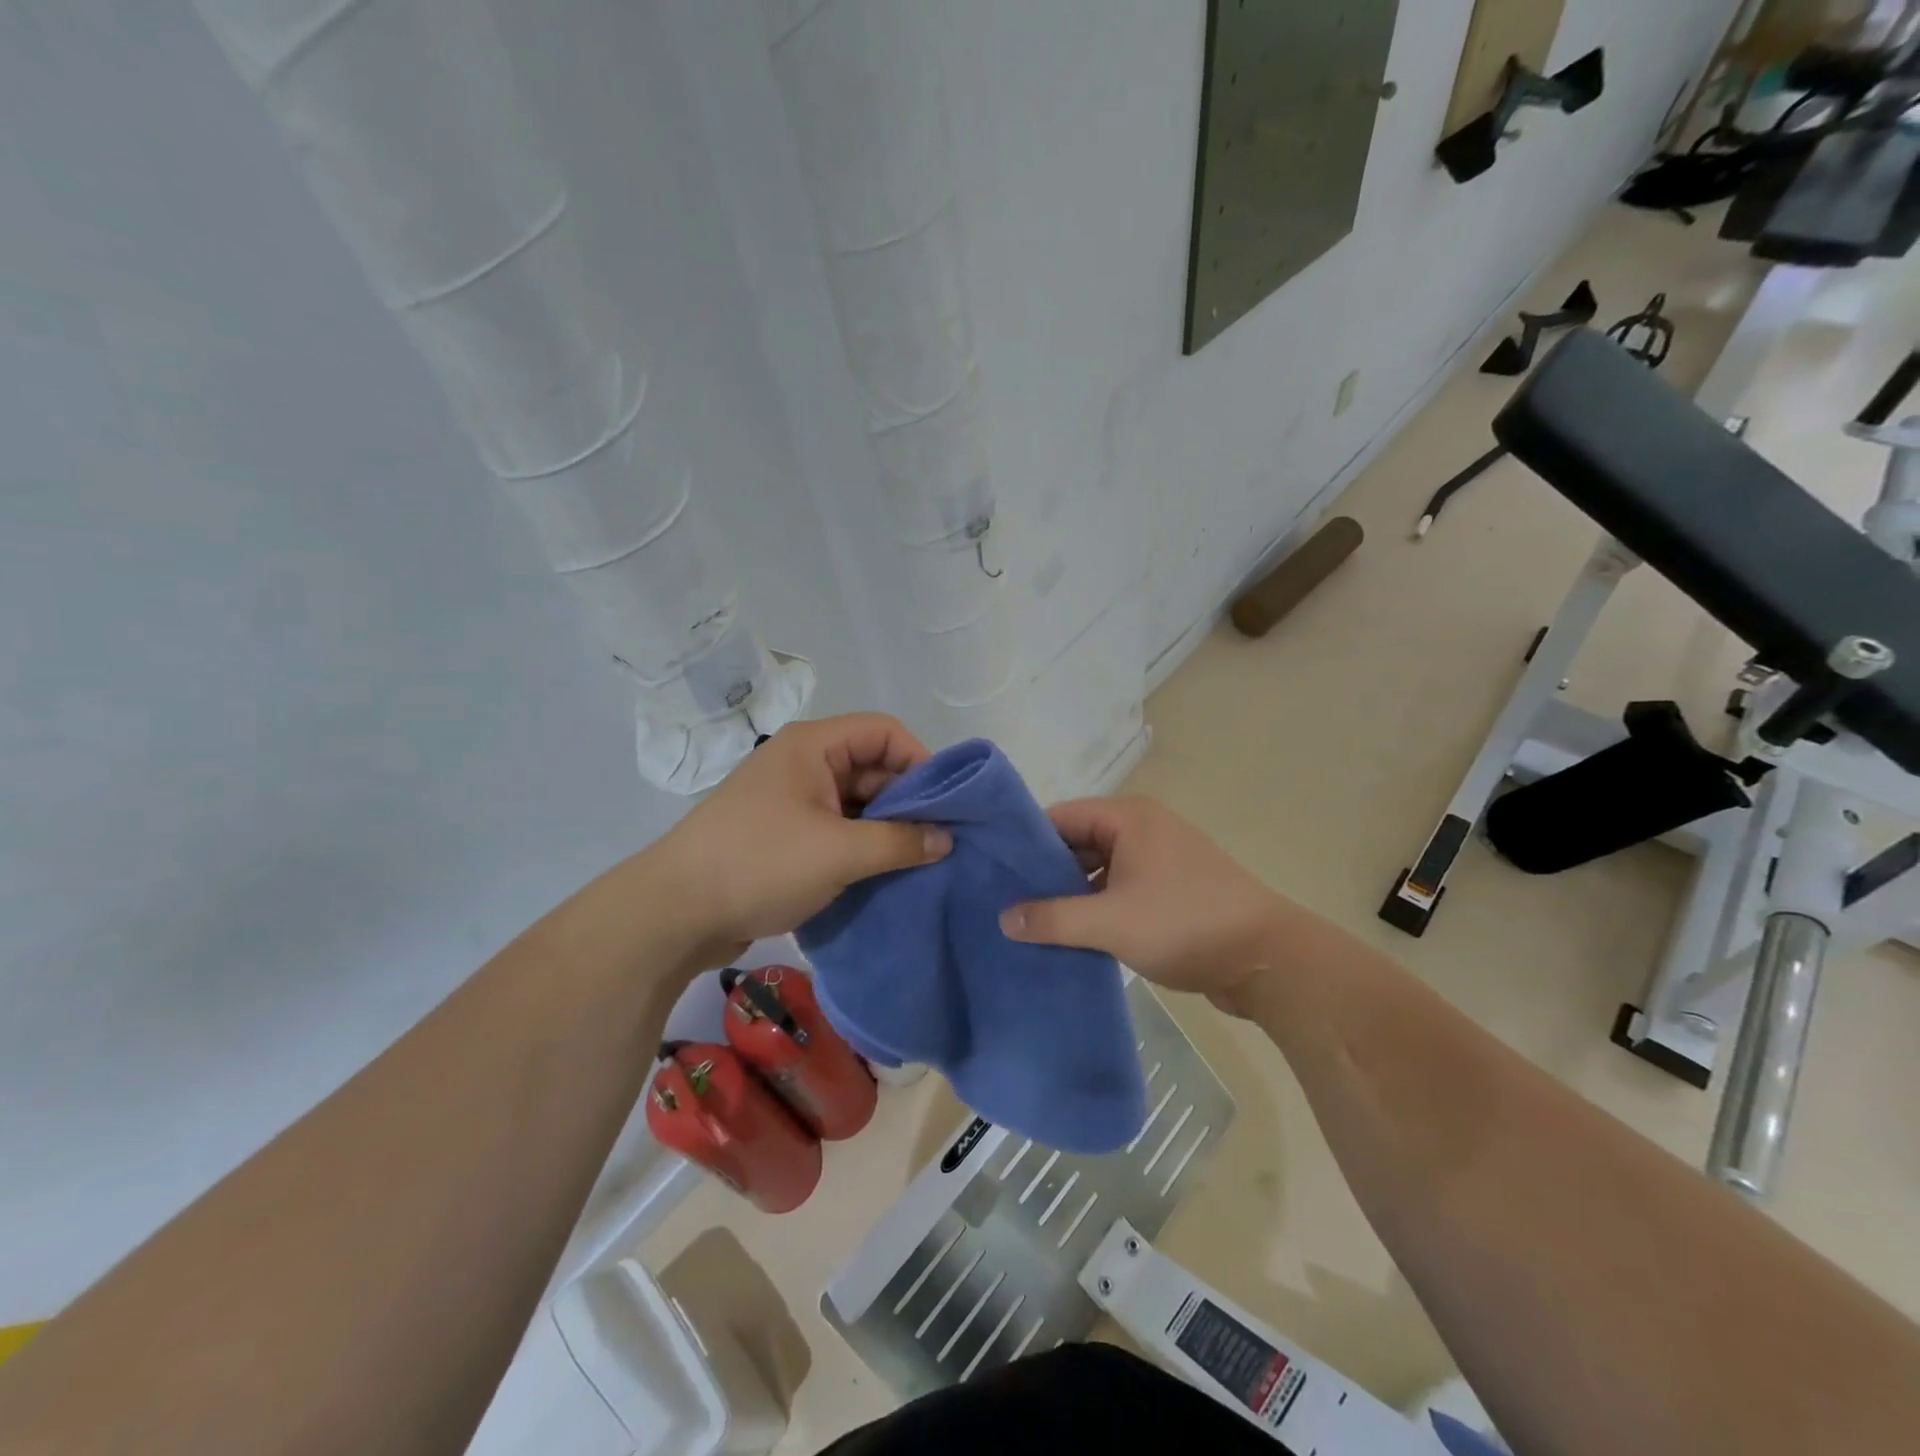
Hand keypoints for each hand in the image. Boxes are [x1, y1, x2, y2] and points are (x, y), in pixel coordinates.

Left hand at [650, 713, 951, 966]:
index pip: (884, 731)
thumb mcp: (838, 852)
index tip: (946, 804)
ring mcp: (792, 801)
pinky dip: (861, 846)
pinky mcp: (784, 835)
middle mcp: (803, 764)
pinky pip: (836, 829)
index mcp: (813, 746)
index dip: (920, 761)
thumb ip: (899, 841)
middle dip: (908, 800)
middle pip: (872, 766)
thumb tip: (946, 839)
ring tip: (920, 862)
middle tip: (940, 840)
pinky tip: (885, 874)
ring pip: (855, 802)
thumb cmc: (759, 864)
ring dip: (886, 828)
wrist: (675, 912)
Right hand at [999, 796, 1286, 1012]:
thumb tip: (1003, 918)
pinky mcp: (1169, 890)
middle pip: (1078, 840)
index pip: (1061, 816)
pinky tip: (1069, 933)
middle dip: (1044, 870)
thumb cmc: (1185, 924)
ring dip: (1070, 892)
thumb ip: (1053, 918)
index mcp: (1130, 818)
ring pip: (1098, 868)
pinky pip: (1118, 888)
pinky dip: (1095, 905)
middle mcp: (1143, 829)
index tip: (990, 866)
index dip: (1024, 840)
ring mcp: (1159, 860)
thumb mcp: (1111, 922)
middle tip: (1003, 898)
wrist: (1267, 960)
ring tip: (1028, 919)